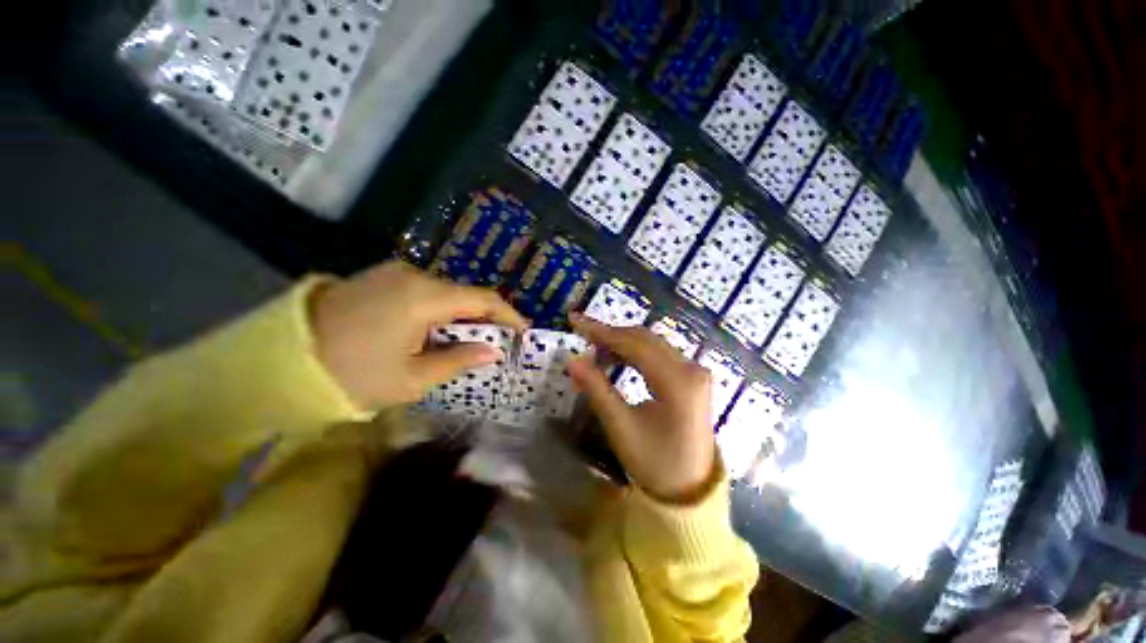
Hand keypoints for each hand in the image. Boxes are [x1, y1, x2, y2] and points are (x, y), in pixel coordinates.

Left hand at [310, 261, 527, 409]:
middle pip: (465, 294)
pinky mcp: (380, 277)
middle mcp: (413, 275)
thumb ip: (459, 360)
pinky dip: (440, 310)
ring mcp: (394, 273)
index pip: (483, 300)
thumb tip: (494, 351)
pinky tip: (436, 332)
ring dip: (461, 316)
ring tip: (467, 342)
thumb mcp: (412, 378)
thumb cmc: (350, 375)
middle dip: (485, 319)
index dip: (509, 315)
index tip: (523, 332)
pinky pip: (424, 291)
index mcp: (424, 298)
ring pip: (445, 293)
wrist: (277, 359)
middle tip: (495, 344)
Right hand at [567, 313, 716, 503]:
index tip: (575, 320)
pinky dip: (635, 352)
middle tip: (581, 332)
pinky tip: (616, 357)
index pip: (634, 345)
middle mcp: (691, 369)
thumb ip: (597, 389)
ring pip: (651, 344)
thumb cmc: (655, 463)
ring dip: (622, 342)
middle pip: (644, 339)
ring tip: (594, 348)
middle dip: (611, 334)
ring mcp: (694, 372)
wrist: (690, 490)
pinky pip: (659, 354)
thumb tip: (572, 360)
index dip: (602, 331)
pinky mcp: (691, 378)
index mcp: (678, 382)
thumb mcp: (621, 427)